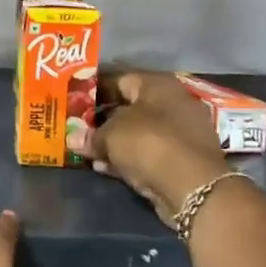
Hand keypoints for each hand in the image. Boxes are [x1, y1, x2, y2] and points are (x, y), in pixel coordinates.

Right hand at [89, 71, 229, 225]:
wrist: (193, 187)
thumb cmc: (149, 143)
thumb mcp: (111, 136)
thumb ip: (90, 135)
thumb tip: (72, 138)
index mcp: (158, 84)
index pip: (120, 79)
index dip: (95, 91)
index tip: (75, 104)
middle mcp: (173, 102)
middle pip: (131, 107)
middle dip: (104, 120)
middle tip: (79, 129)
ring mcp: (182, 132)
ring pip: (140, 133)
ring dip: (115, 143)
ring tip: (89, 153)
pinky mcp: (184, 159)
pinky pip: (149, 153)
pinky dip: (129, 158)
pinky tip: (106, 168)